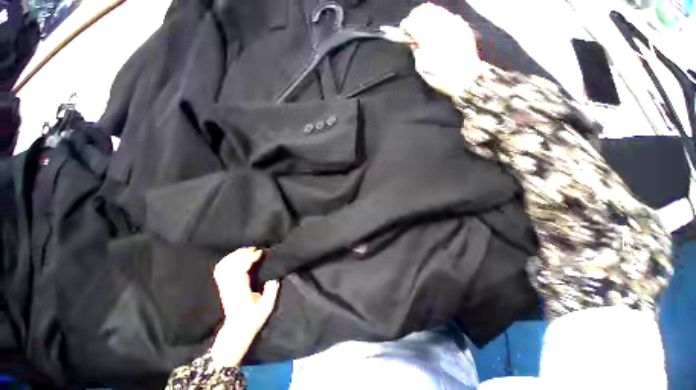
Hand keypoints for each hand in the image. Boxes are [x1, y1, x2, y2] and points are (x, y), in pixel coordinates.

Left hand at [210, 247, 279, 367]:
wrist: (236, 331)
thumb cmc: (253, 320)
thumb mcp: (267, 308)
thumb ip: (271, 291)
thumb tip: (274, 276)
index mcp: (240, 293)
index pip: (240, 271)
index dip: (249, 259)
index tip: (260, 252)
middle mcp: (230, 288)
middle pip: (231, 265)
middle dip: (243, 253)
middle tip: (255, 248)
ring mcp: (223, 287)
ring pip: (224, 266)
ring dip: (235, 255)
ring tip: (247, 250)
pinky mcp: (222, 286)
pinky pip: (220, 269)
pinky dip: (227, 259)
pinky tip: (236, 256)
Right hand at [399, 3, 485, 96]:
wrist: (465, 78)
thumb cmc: (441, 78)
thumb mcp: (423, 69)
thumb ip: (416, 51)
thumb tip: (412, 41)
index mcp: (428, 41)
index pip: (412, 24)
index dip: (405, 25)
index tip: (403, 29)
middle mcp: (440, 29)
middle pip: (423, 13)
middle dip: (414, 17)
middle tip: (411, 24)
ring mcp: (452, 25)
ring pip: (435, 9)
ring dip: (426, 14)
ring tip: (422, 22)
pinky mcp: (461, 25)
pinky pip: (447, 14)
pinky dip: (438, 16)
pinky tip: (436, 24)